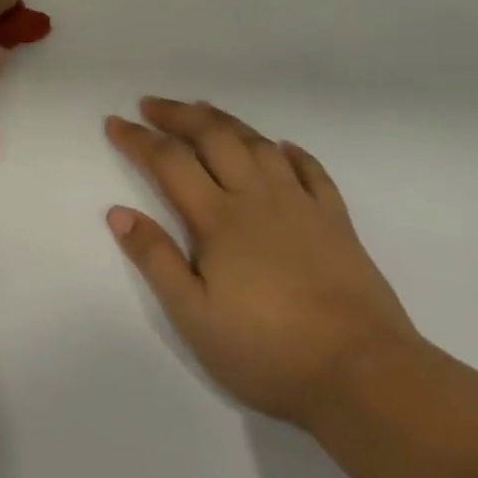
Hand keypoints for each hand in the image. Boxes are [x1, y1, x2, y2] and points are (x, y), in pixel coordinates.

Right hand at [104, 98, 417, 426]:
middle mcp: (256, 199)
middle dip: (179, 115)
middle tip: (151, 104)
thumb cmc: (266, 350)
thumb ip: (156, 259)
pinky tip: (281, 147)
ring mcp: (301, 206)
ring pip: (258, 145)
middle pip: (213, 138)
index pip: (169, 162)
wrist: (362, 373)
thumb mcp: (194, 316)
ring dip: (226, 122)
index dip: (139, 139)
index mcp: (218, 220)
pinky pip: (311, 171)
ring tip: (204, 111)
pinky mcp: (336, 222)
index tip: (115, 122)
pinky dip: (291, 152)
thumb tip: (118, 212)